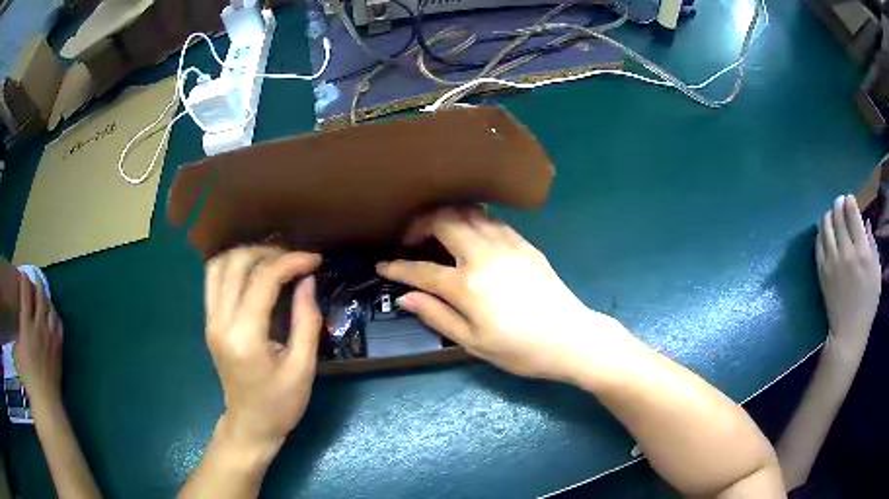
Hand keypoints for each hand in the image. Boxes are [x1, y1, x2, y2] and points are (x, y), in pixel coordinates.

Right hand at [13, 273, 62, 403]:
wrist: (45, 398)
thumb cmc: (27, 377)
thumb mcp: (17, 352)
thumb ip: (18, 336)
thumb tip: (19, 329)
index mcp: (26, 326)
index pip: (25, 296)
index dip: (24, 282)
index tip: (23, 274)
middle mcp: (39, 327)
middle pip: (39, 298)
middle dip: (37, 286)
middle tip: (34, 281)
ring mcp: (50, 337)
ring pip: (51, 310)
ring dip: (47, 301)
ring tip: (44, 298)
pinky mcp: (59, 348)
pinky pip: (59, 326)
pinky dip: (56, 317)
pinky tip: (54, 316)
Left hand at [204, 247, 321, 454]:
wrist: (250, 425)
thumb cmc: (280, 404)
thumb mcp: (303, 368)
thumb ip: (307, 321)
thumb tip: (308, 280)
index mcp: (245, 336)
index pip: (262, 280)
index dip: (290, 262)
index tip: (314, 260)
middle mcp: (221, 322)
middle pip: (235, 263)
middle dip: (268, 252)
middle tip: (295, 259)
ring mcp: (211, 321)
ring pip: (219, 265)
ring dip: (247, 254)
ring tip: (274, 261)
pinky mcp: (209, 322)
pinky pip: (214, 279)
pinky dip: (233, 266)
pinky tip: (254, 272)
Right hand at [377, 207, 628, 380]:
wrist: (570, 338)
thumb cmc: (519, 349)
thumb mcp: (473, 342)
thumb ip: (437, 315)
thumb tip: (406, 298)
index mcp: (468, 285)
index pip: (421, 269)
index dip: (397, 267)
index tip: (383, 265)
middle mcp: (484, 255)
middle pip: (444, 221)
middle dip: (420, 224)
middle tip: (410, 239)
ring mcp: (507, 244)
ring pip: (469, 212)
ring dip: (446, 215)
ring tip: (436, 231)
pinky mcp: (524, 243)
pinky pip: (491, 219)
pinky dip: (471, 219)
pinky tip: (469, 234)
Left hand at [817, 195, 880, 355]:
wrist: (848, 332)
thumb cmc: (868, 303)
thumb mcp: (876, 271)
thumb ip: (871, 243)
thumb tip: (865, 221)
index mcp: (862, 252)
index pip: (852, 214)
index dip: (849, 201)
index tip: (849, 199)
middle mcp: (846, 252)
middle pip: (837, 215)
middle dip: (839, 204)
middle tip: (840, 203)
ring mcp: (831, 261)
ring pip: (825, 225)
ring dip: (829, 215)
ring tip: (833, 217)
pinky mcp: (821, 271)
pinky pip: (818, 242)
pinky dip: (821, 232)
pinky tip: (826, 232)